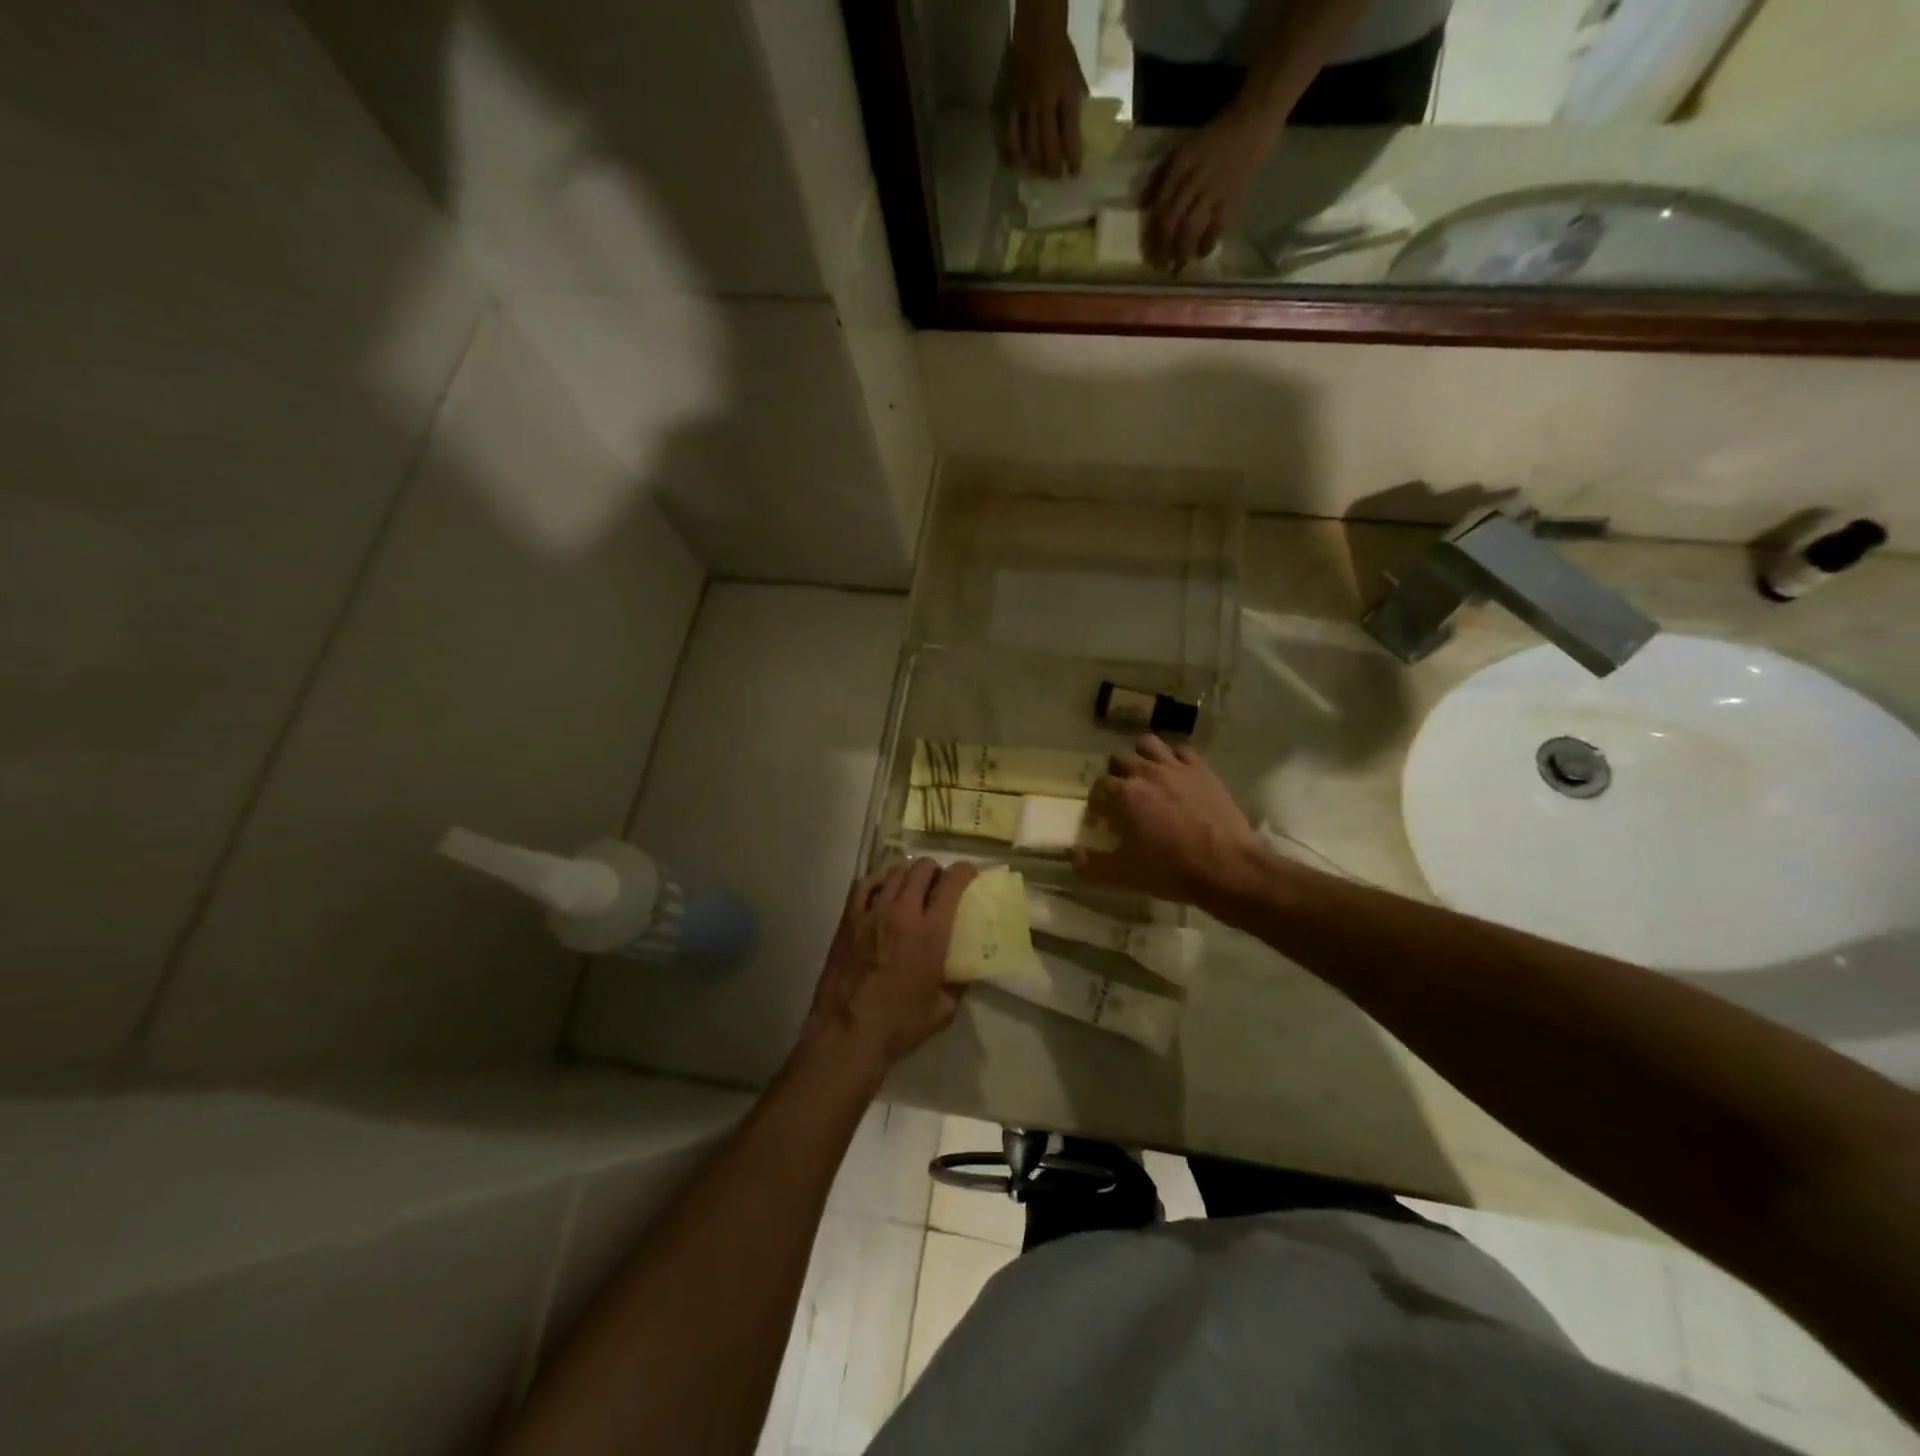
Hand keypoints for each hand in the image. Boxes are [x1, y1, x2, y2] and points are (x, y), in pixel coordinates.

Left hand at [804, 859, 977, 1073]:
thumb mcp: (943, 1009)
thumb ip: (958, 983)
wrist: (847, 1034)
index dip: (964, 871)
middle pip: (921, 869)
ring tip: (911, 888)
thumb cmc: (899, 1025)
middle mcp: (902, 913)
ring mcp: (871, 913)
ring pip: (894, 872)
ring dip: (908, 875)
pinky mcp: (848, 920)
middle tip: (939, 884)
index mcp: (930, 933)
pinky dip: (877, 882)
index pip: (951, 884)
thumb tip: (966, 969)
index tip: (969, 873)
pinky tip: (881, 894)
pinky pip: (864, 885)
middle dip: (936, 870)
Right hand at [1003, 18, 1085, 176]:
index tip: (1074, 174)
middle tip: (1055, 178)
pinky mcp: (1011, 104)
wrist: (1037, 28)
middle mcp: (1045, 102)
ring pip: (1029, 145)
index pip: (1070, 133)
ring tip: (1039, 174)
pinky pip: (1011, 134)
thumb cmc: (1060, 53)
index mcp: (1065, 94)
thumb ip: (1075, 104)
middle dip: (1052, 167)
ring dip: (1035, 164)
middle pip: (1048, 145)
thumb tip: (1076, 135)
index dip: (1073, 157)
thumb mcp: (1075, 76)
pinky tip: (1017, 164)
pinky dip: (1014, 152)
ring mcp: (1026, 104)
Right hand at [1071, 737, 1262, 903]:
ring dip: (1142, 757)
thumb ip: (1092, 865)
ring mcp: (1177, 767)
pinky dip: (1174, 759)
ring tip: (1146, 776)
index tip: (1102, 817)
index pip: (1099, 786)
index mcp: (1124, 794)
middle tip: (1123, 797)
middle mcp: (1146, 772)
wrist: (1228, 867)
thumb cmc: (1171, 871)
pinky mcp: (1203, 770)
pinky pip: (1182, 751)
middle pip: (1120, 760)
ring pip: (1149, 745)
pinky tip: (1176, 776)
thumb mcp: (1124, 876)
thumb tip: (1072, 855)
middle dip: (1116, 775)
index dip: (1097, 801)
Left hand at [1141, 112, 1272, 269]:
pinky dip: (1206, 245)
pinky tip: (1200, 254)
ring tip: (1177, 265)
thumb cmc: (1211, 141)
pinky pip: (1216, 230)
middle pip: (1172, 220)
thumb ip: (1160, 177)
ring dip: (1181, 251)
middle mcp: (1195, 177)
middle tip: (1160, 266)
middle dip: (1163, 247)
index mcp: (1180, 164)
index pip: (1160, 206)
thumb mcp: (1180, 150)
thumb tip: (1143, 207)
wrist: (1251, 124)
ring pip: (1191, 228)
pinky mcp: (1233, 199)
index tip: (1149, 252)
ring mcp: (1215, 190)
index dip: (1153, 234)